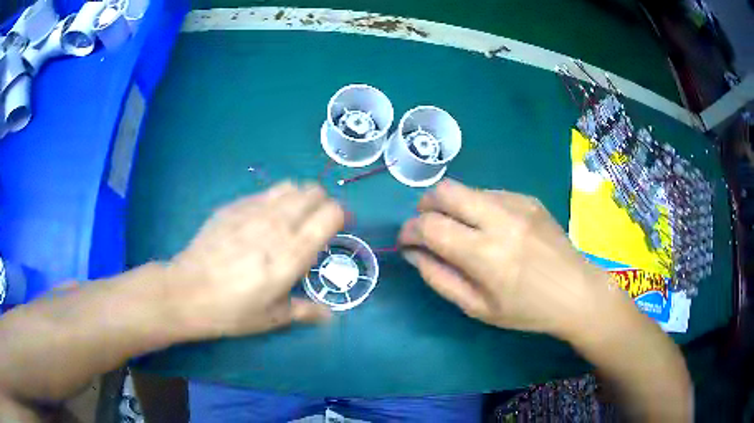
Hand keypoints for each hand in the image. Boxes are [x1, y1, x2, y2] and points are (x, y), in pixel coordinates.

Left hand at [165, 181, 343, 338]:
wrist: (187, 292)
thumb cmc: (232, 310)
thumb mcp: (273, 318)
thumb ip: (306, 311)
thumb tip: (330, 316)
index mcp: (293, 252)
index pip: (331, 213)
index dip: (341, 216)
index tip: (341, 227)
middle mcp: (277, 223)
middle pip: (313, 192)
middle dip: (323, 203)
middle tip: (317, 224)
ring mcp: (253, 210)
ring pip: (290, 186)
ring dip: (300, 198)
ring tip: (292, 218)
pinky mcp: (233, 206)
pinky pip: (264, 193)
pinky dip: (274, 200)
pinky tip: (262, 221)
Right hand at [399, 179, 618, 338]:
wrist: (576, 292)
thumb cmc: (526, 310)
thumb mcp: (477, 308)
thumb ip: (439, 278)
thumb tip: (413, 252)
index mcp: (485, 255)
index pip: (429, 227)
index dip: (408, 231)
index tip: (406, 242)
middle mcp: (500, 219)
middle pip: (444, 191)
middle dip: (424, 207)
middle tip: (426, 227)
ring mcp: (517, 203)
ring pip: (465, 189)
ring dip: (452, 207)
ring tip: (462, 231)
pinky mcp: (529, 198)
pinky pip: (489, 194)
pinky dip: (477, 207)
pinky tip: (491, 229)